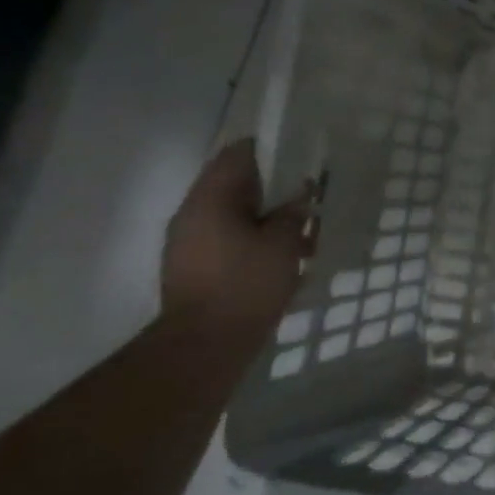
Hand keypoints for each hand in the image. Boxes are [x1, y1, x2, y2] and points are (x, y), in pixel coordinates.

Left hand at [161, 140, 312, 337]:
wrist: (205, 344)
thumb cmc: (246, 285)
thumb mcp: (282, 244)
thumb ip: (292, 213)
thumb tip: (301, 194)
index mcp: (210, 199)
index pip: (237, 155)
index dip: (270, 150)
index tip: (299, 155)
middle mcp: (192, 214)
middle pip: (233, 185)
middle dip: (272, 188)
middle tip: (306, 196)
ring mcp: (187, 242)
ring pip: (232, 215)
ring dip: (264, 217)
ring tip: (300, 233)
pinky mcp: (192, 267)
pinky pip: (226, 239)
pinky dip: (253, 239)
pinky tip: (280, 258)